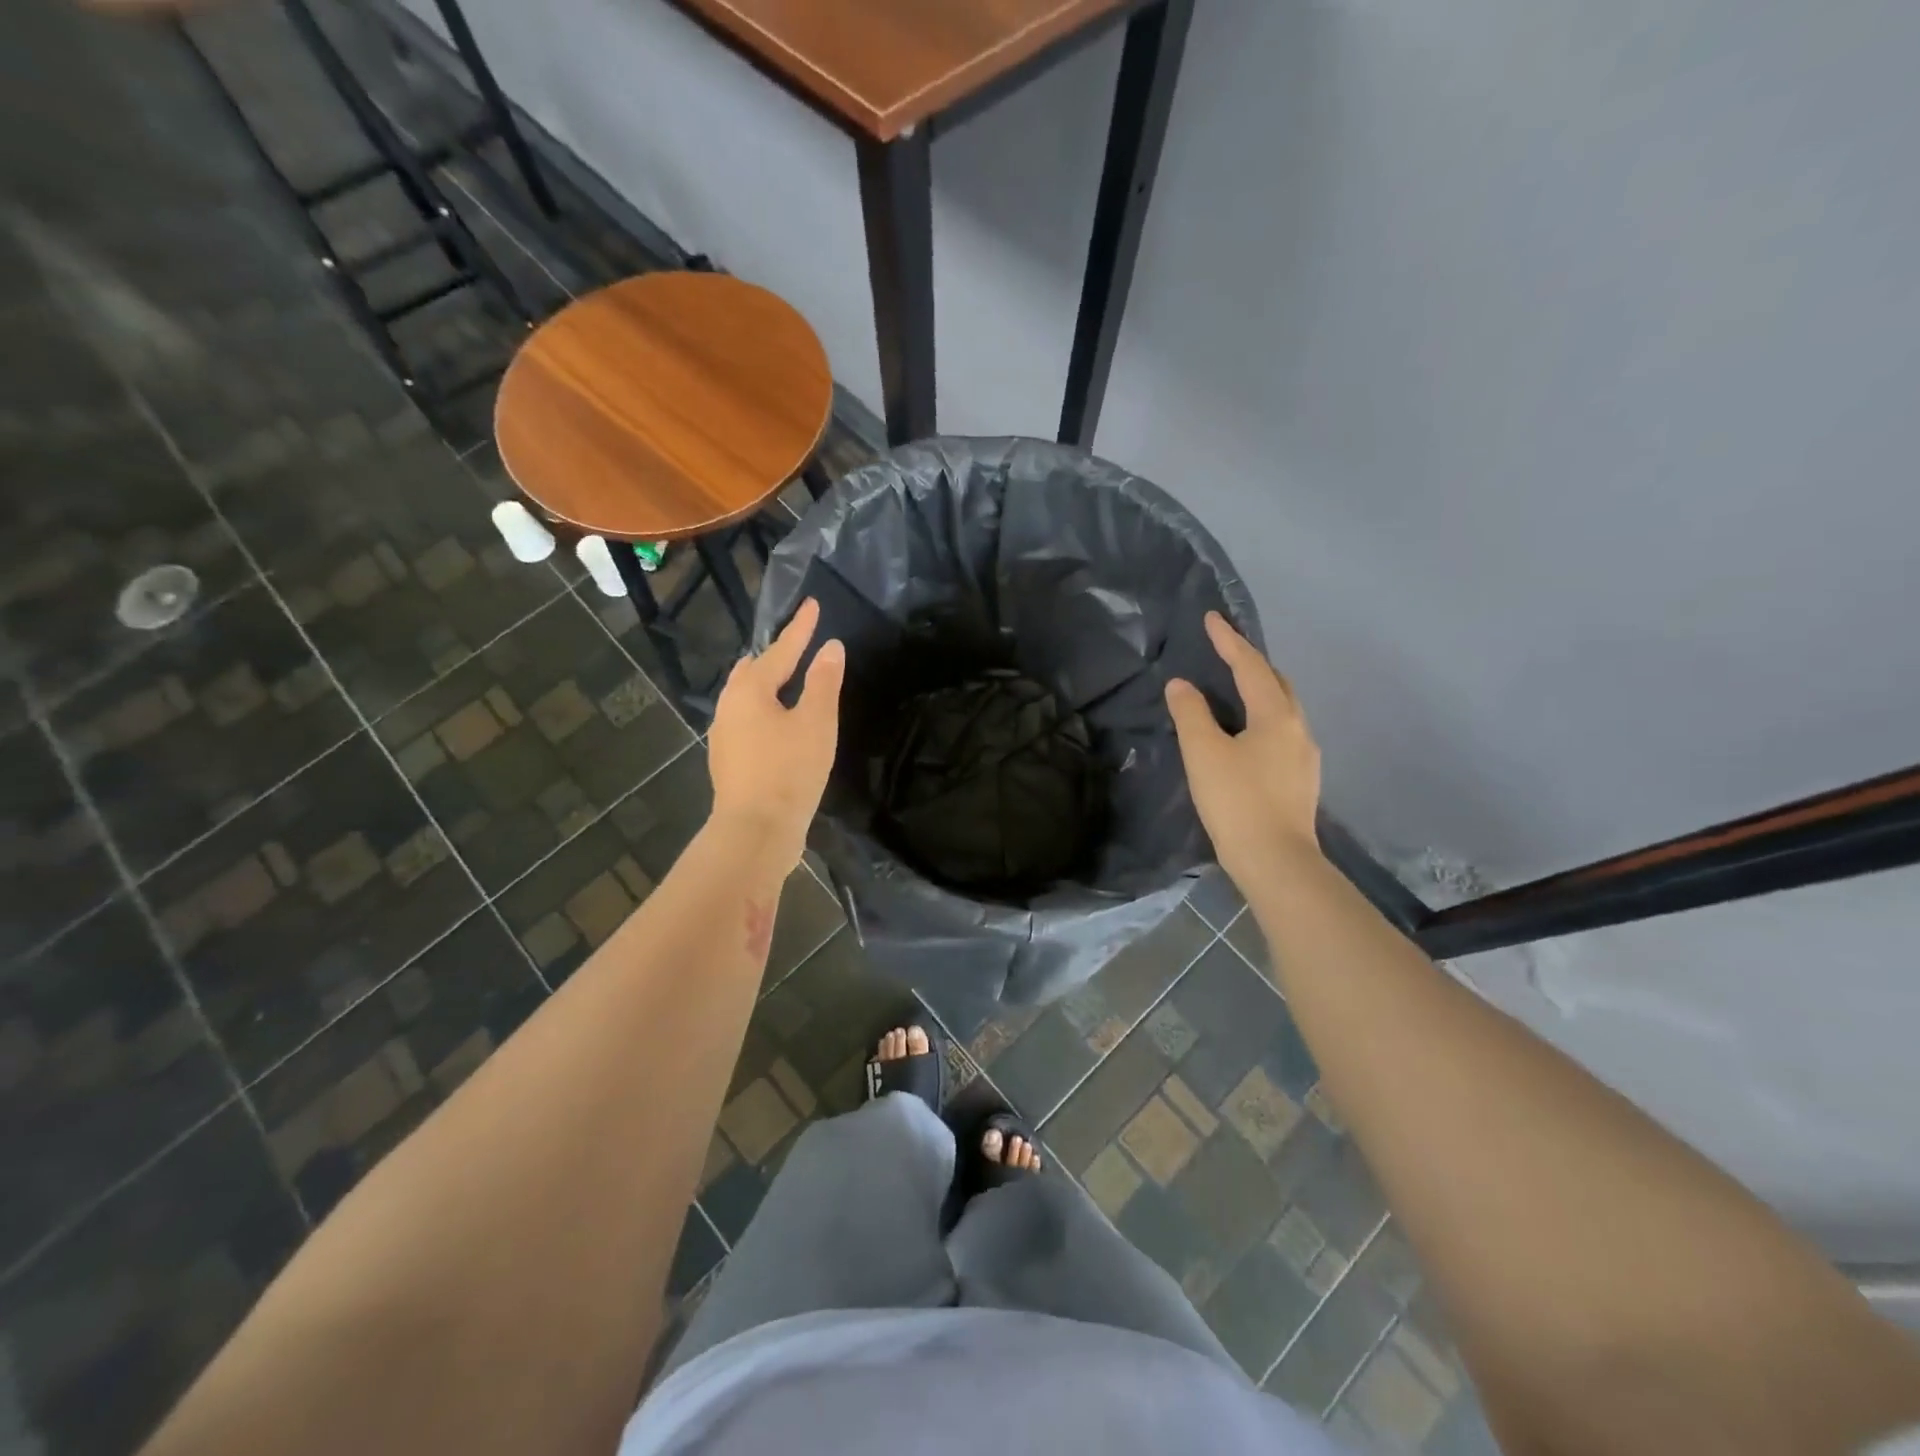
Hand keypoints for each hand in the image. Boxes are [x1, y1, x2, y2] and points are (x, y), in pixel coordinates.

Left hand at [708, 599, 844, 865]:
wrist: (755, 831)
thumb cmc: (789, 771)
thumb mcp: (816, 723)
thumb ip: (823, 682)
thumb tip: (830, 647)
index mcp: (749, 690)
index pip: (780, 649)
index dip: (800, 628)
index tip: (812, 604)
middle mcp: (729, 706)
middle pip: (753, 671)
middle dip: (775, 655)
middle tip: (798, 645)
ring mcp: (724, 735)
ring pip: (746, 697)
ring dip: (768, 685)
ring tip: (789, 681)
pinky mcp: (729, 760)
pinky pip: (747, 721)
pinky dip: (764, 711)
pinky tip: (778, 724)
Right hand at [1165, 612, 1321, 879]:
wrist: (1276, 861)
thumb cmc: (1236, 801)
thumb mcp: (1203, 752)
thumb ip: (1191, 713)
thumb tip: (1181, 685)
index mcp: (1276, 716)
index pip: (1250, 666)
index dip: (1229, 641)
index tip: (1211, 618)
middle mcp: (1298, 729)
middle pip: (1277, 683)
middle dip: (1252, 663)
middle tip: (1226, 651)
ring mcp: (1305, 757)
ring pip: (1284, 709)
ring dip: (1262, 691)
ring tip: (1237, 689)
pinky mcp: (1301, 781)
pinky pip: (1283, 733)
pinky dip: (1264, 718)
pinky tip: (1250, 734)